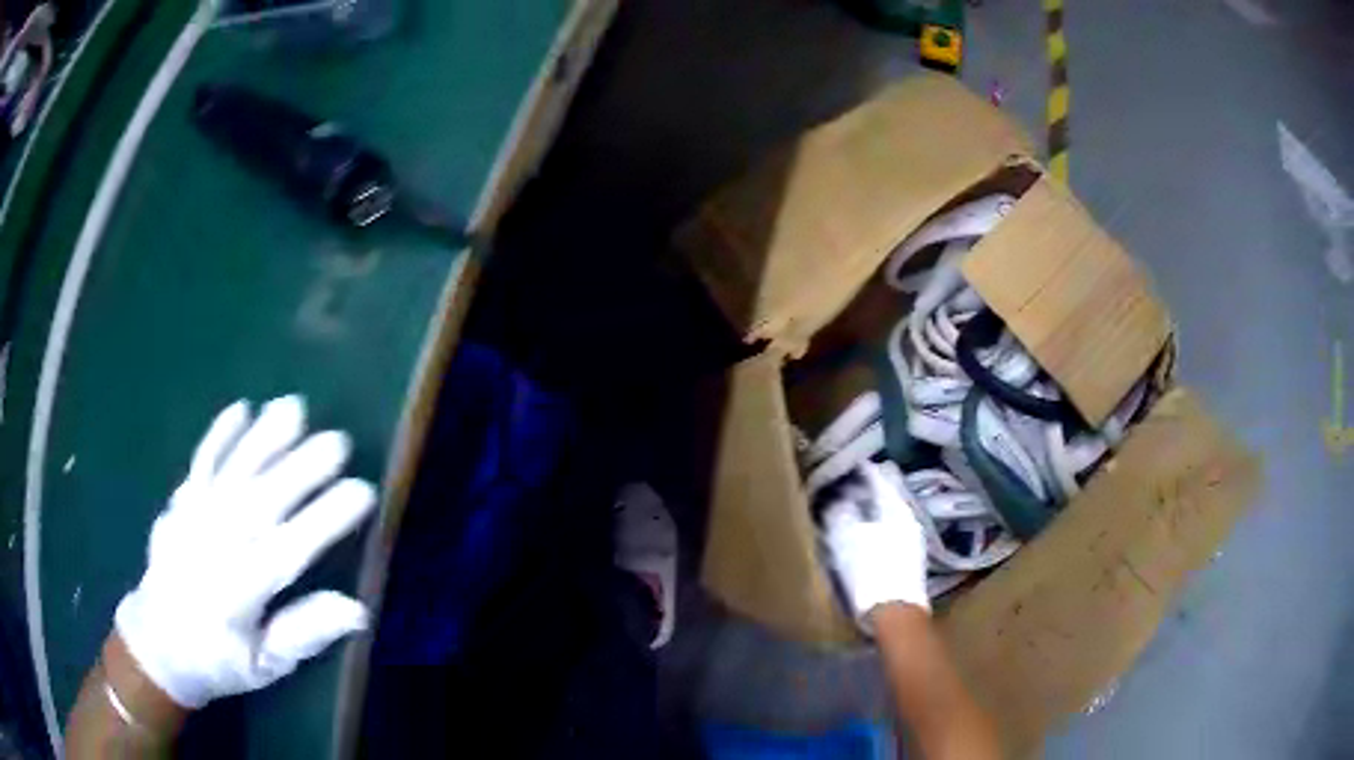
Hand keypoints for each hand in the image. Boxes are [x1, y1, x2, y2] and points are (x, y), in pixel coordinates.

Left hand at [115, 396, 377, 708]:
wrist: (159, 641)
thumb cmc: (220, 659)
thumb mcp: (267, 664)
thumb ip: (305, 633)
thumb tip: (356, 609)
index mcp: (240, 594)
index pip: (288, 551)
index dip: (325, 520)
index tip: (362, 492)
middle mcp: (215, 548)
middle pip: (261, 502)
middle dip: (301, 469)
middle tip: (339, 441)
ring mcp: (193, 518)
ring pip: (233, 472)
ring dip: (263, 438)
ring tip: (294, 408)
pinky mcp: (180, 501)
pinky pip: (200, 463)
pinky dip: (219, 434)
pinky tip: (241, 408)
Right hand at [821, 461, 929, 629]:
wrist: (895, 612)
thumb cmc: (870, 572)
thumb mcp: (847, 540)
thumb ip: (841, 515)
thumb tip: (836, 498)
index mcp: (897, 508)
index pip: (880, 477)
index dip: (863, 471)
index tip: (847, 466)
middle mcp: (910, 517)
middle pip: (890, 493)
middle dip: (870, 489)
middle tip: (848, 485)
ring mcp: (914, 538)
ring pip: (893, 511)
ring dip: (876, 508)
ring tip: (856, 508)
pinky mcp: (912, 556)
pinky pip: (894, 528)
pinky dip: (881, 524)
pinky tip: (869, 532)